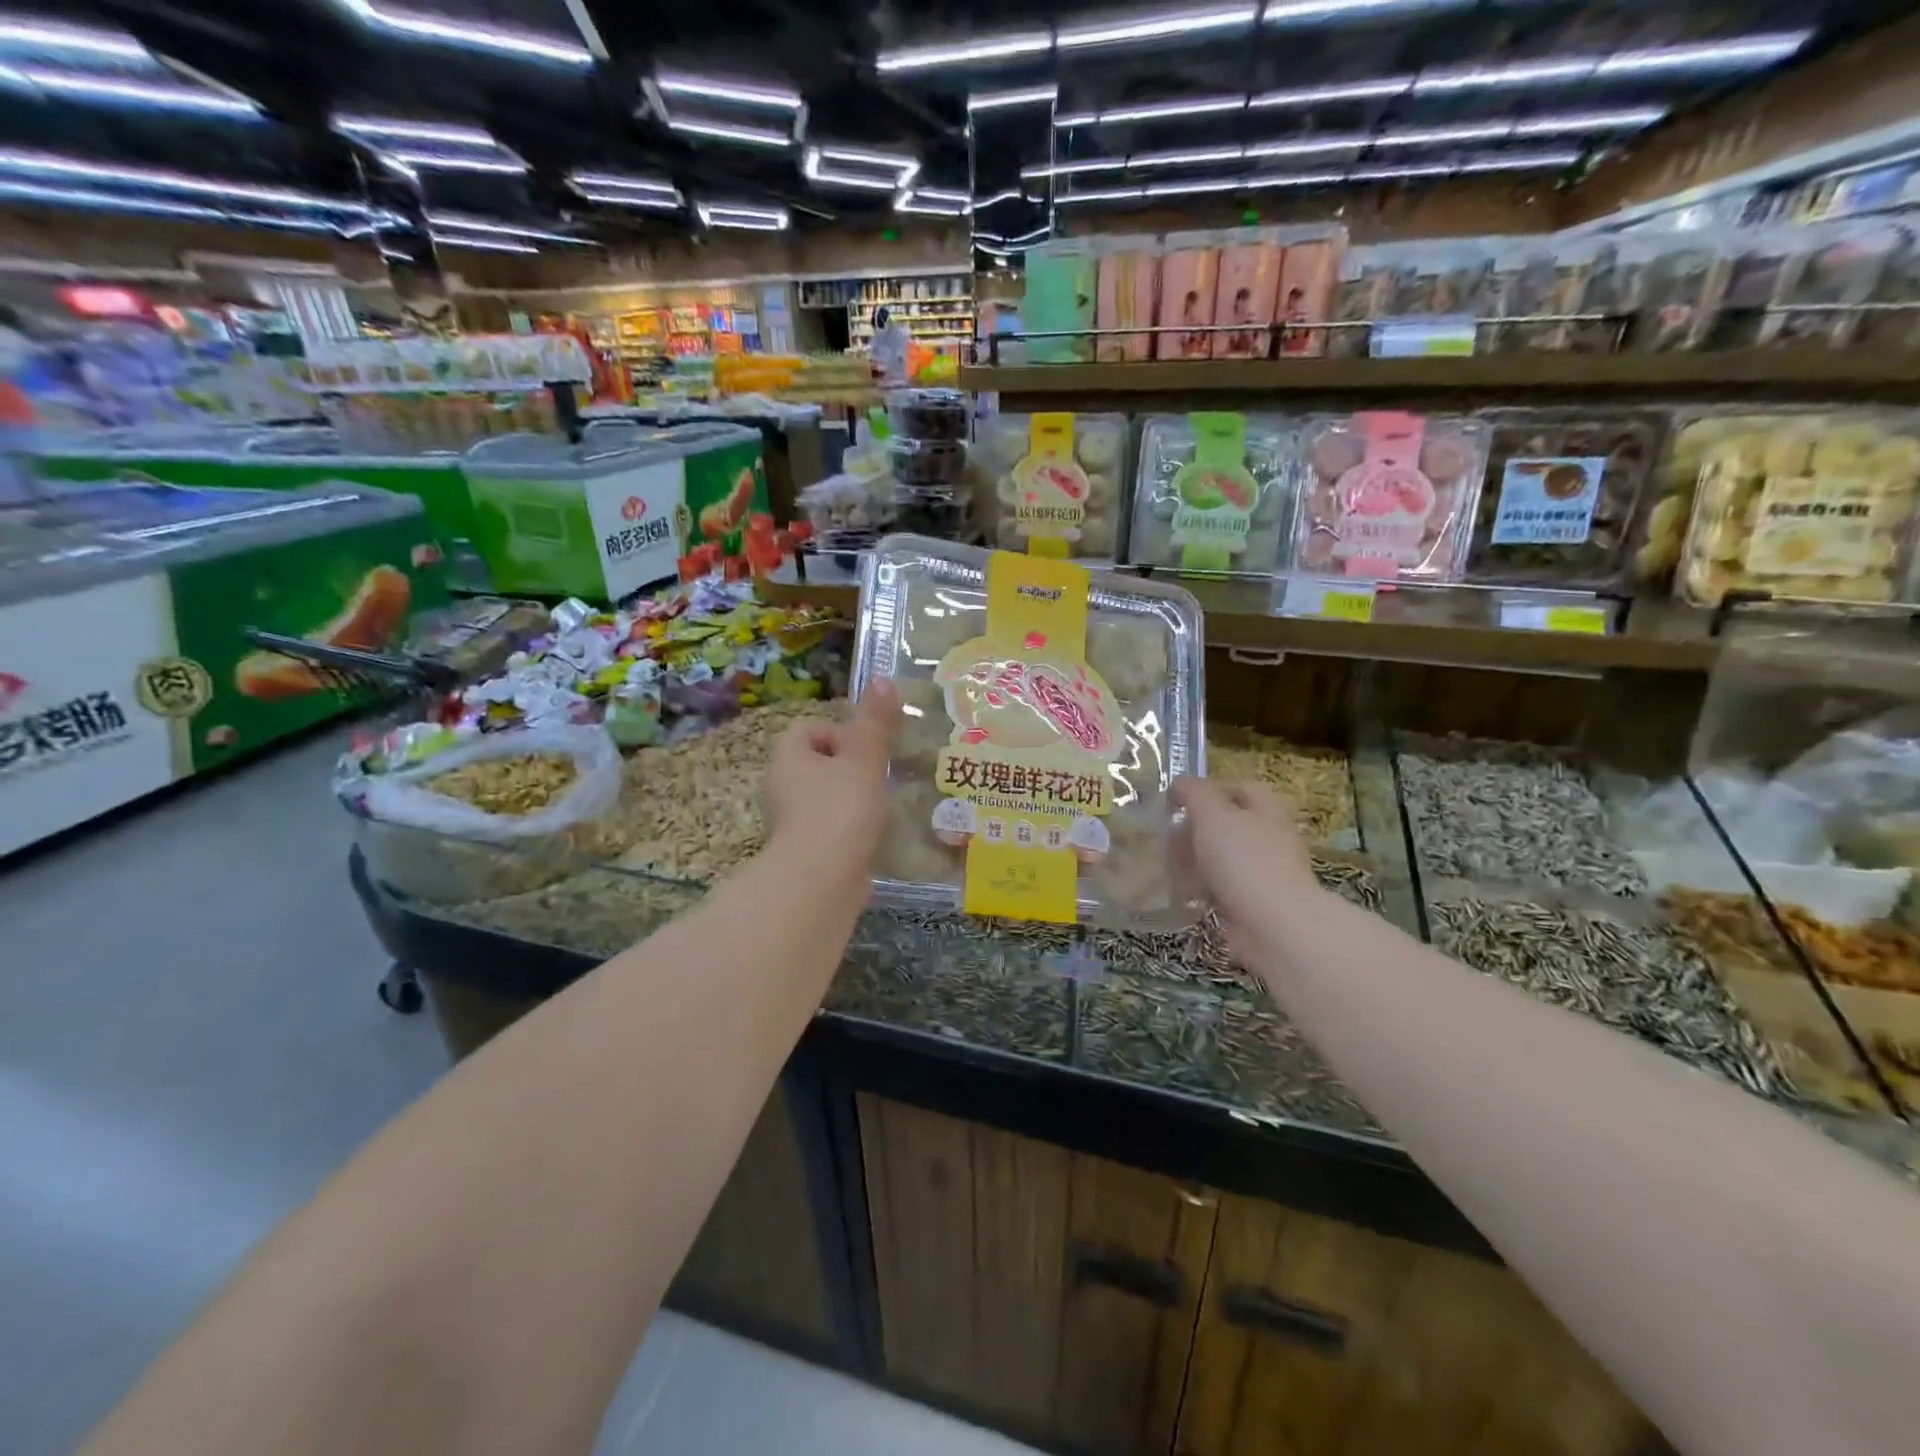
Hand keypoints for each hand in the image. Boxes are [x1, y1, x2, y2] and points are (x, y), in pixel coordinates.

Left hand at [763, 680, 899, 885]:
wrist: (820, 882)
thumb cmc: (840, 809)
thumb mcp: (864, 759)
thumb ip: (875, 722)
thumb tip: (882, 678)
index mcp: (788, 758)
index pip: (810, 730)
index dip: (841, 734)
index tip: (867, 752)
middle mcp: (782, 787)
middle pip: (820, 765)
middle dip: (852, 769)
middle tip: (881, 778)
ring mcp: (792, 823)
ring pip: (827, 799)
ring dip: (854, 801)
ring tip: (883, 808)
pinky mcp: (806, 853)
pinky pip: (832, 830)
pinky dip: (851, 831)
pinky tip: (874, 838)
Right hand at [1174, 777, 1320, 960]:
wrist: (1274, 926)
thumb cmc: (1243, 860)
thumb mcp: (1212, 814)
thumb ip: (1194, 793)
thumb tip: (1180, 783)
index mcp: (1266, 810)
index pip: (1241, 788)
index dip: (1209, 790)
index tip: (1177, 803)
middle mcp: (1270, 838)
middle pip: (1229, 825)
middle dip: (1196, 830)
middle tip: (1167, 839)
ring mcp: (1265, 874)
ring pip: (1223, 860)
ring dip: (1196, 863)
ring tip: (1167, 869)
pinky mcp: (1255, 905)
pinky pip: (1222, 891)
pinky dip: (1202, 892)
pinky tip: (1182, 896)